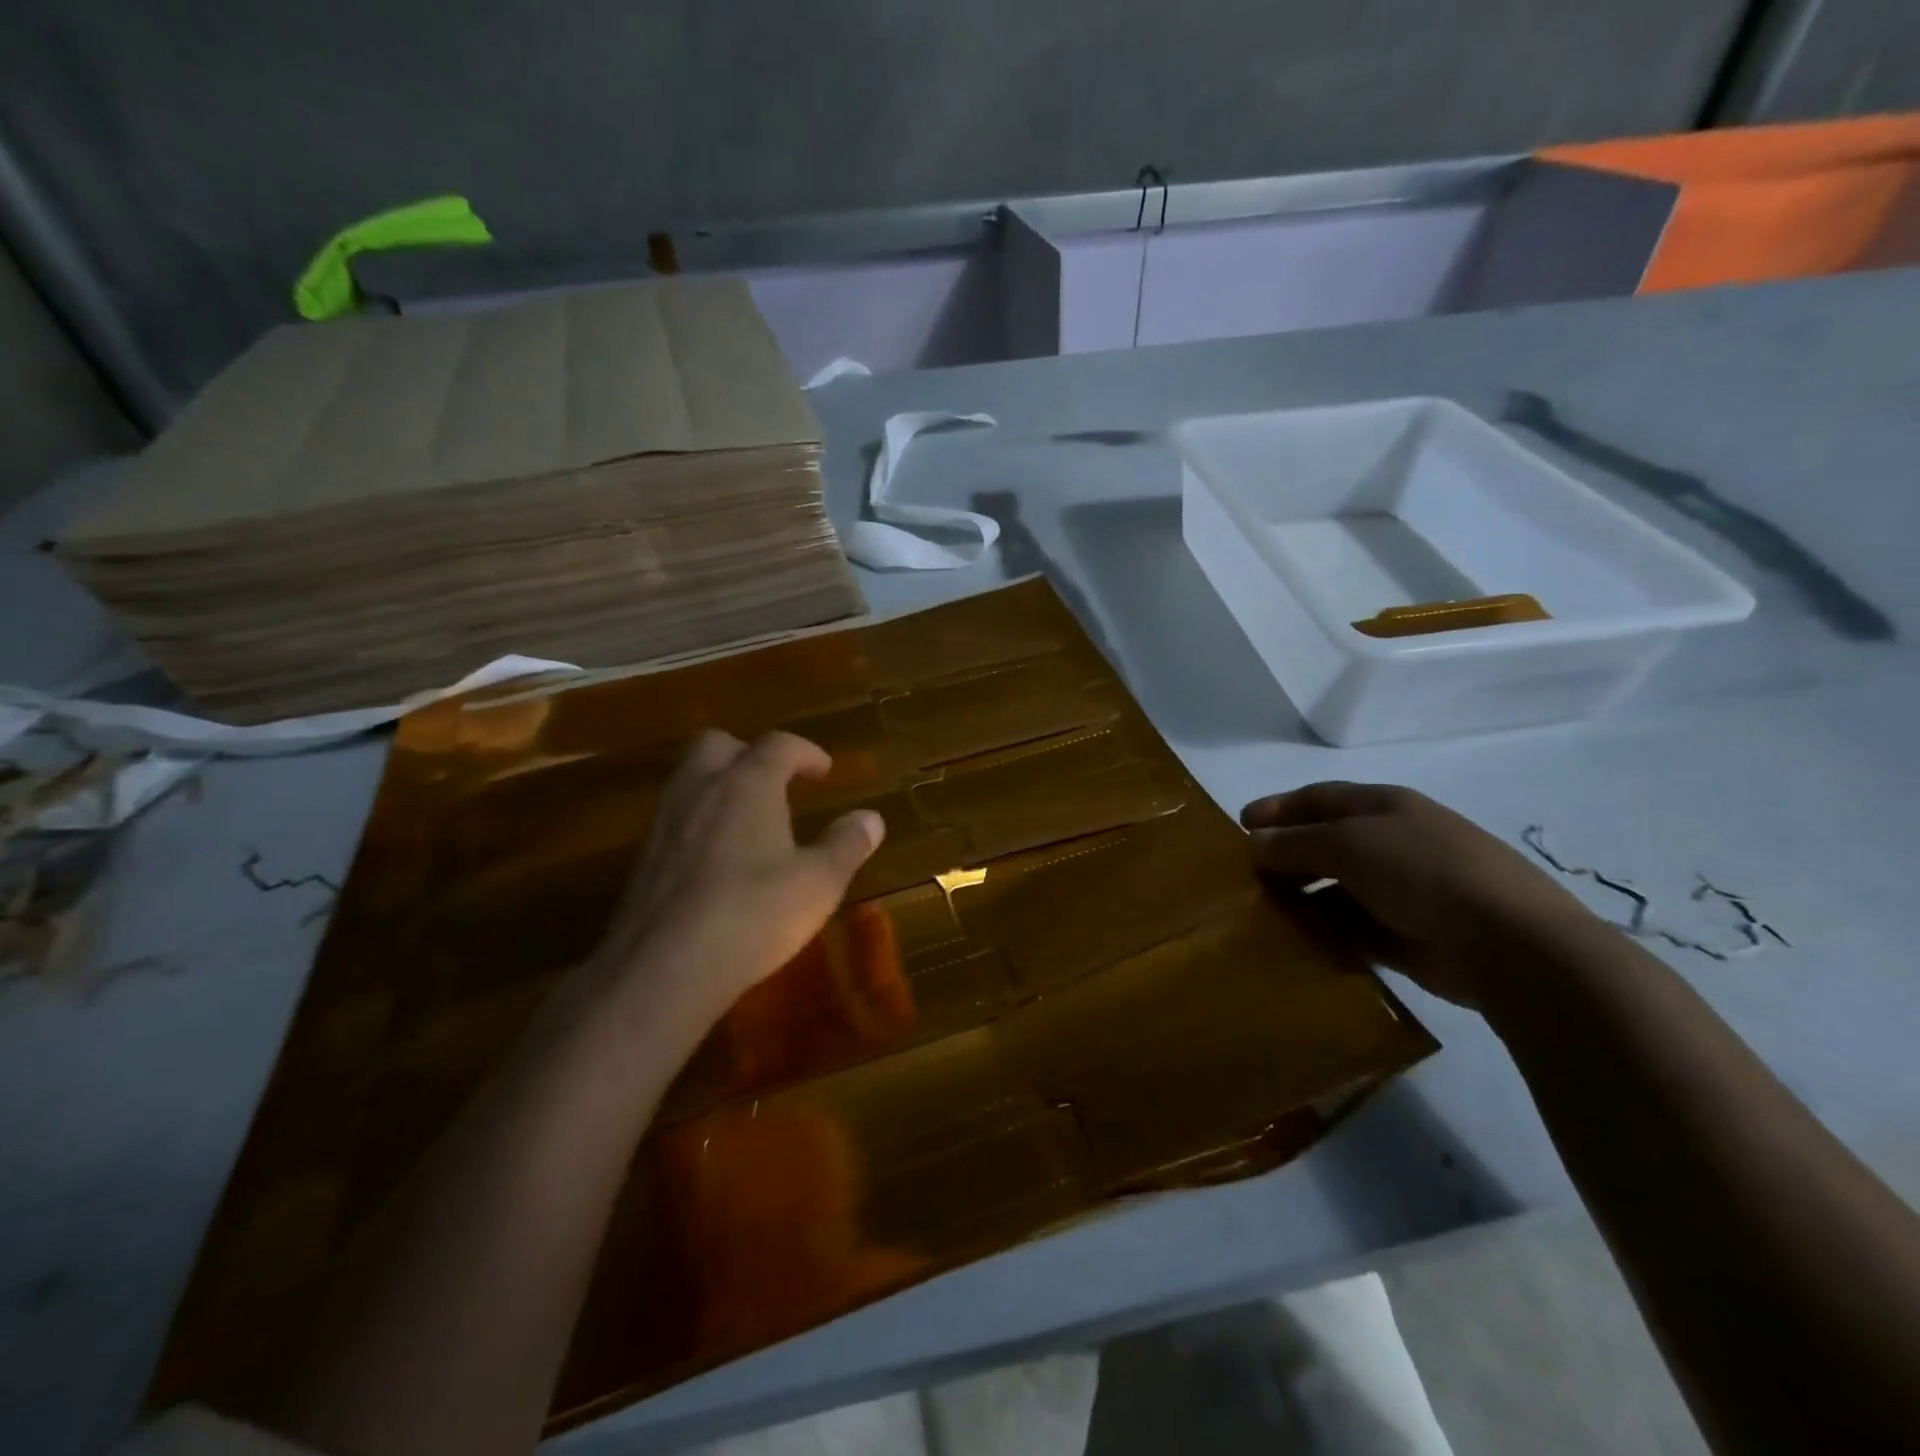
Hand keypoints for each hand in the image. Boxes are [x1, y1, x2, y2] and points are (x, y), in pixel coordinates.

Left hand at [585, 730, 884, 1026]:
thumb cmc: (753, 915)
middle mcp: (701, 789)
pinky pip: (675, 817)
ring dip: (720, 785)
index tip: (824, 771)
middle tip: (776, 783)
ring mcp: (665, 821)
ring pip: (689, 778)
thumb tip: (871, 818)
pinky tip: (717, 859)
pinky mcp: (642, 857)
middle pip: (718, 744)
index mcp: (748, 784)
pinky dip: (699, 820)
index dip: (806, 752)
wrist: (662, 969)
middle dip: (749, 753)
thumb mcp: (818, 884)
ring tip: (749, 821)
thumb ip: (847, 845)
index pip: (778, 744)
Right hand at [1241, 782, 1592, 1007]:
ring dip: (1300, 897)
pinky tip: (1295, 941)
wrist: (1510, 944)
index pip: (1319, 798)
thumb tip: (1253, 843)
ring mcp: (1401, 890)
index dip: (1278, 807)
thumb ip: (1294, 843)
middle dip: (1285, 855)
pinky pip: (1350, 928)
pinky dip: (1323, 932)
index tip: (1240, 824)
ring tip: (1262, 912)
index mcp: (1383, 807)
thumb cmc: (1422, 871)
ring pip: (1335, 888)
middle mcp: (1391, 842)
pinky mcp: (1405, 935)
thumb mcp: (1348, 844)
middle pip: (1324, 843)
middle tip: (1246, 875)